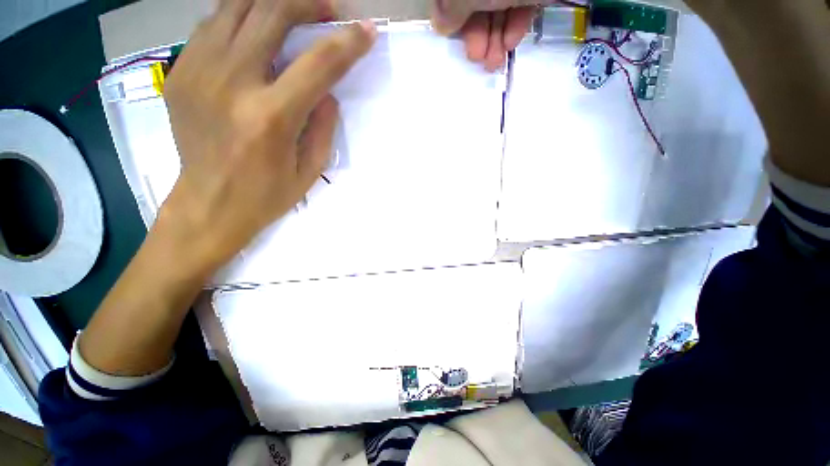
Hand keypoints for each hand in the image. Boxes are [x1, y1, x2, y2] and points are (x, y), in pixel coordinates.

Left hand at [163, 0, 376, 267]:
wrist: (208, 204)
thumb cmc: (266, 195)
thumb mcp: (310, 170)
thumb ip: (324, 126)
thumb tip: (328, 92)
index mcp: (271, 117)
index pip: (319, 64)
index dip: (348, 43)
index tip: (367, 31)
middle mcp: (231, 83)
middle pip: (272, 13)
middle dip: (307, 3)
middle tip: (327, 11)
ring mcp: (197, 72)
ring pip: (236, 6)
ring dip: (272, 2)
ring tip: (293, 13)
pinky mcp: (180, 73)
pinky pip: (212, 25)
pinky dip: (240, 18)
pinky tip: (257, 33)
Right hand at [432, 0, 539, 70]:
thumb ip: (451, 7)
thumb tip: (440, 23)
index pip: (453, 0)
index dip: (454, 20)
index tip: (456, 41)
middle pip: (476, 5)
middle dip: (477, 36)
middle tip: (479, 59)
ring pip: (498, 8)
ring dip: (495, 40)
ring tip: (495, 62)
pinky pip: (521, 5)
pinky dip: (516, 26)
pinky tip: (512, 42)